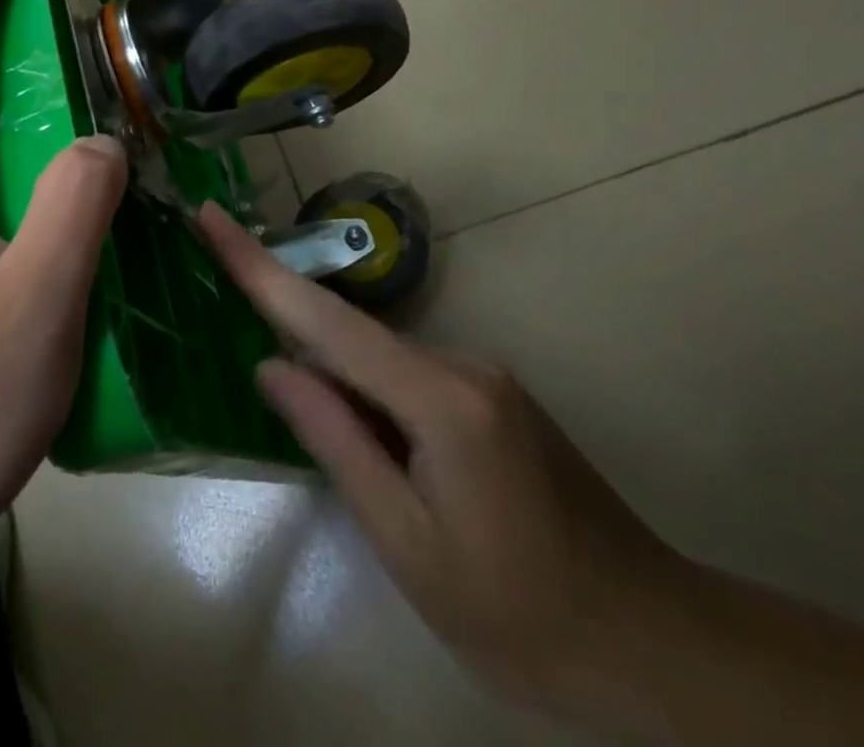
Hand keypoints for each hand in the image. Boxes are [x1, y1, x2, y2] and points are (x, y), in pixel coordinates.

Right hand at [198, 203, 683, 716]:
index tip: (208, 217)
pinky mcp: (492, 395)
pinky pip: (407, 377)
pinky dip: (372, 397)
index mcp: (438, 397)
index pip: (324, 318)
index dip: (257, 266)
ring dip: (337, 382)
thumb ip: (334, 441)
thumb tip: (272, 366)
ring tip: (325, 440)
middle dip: (291, 334)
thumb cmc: (520, 614)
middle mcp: (460, 363)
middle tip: (253, 362)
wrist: (655, 646)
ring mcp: (482, 374)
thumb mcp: (407, 544)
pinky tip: (381, 457)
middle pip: (349, 335)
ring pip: (379, 359)